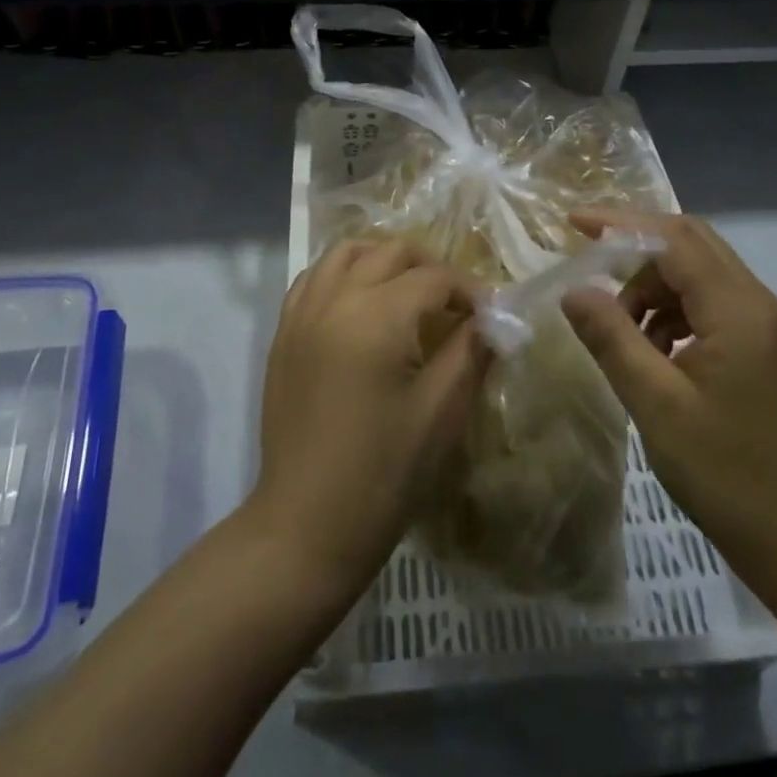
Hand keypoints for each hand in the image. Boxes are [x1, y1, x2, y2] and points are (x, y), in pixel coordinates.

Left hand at [250, 240, 486, 598]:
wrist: (306, 524)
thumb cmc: (383, 473)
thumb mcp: (440, 411)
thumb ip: (469, 352)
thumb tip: (492, 318)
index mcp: (377, 317)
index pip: (434, 278)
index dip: (469, 290)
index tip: (491, 313)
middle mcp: (335, 299)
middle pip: (390, 252)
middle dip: (430, 267)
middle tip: (454, 303)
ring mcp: (302, 313)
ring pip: (345, 253)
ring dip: (383, 259)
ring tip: (408, 290)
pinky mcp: (283, 332)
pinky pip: (314, 278)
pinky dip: (343, 274)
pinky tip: (361, 302)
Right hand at [561, 210, 776, 586]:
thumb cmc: (727, 474)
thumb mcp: (656, 405)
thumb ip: (612, 339)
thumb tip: (573, 290)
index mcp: (738, 310)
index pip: (674, 239)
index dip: (621, 224)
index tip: (572, 223)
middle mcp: (757, 302)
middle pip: (690, 243)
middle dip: (635, 245)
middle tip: (588, 260)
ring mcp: (764, 324)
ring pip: (697, 272)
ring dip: (652, 285)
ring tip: (619, 329)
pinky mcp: (761, 346)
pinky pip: (708, 302)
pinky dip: (671, 310)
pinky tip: (651, 350)